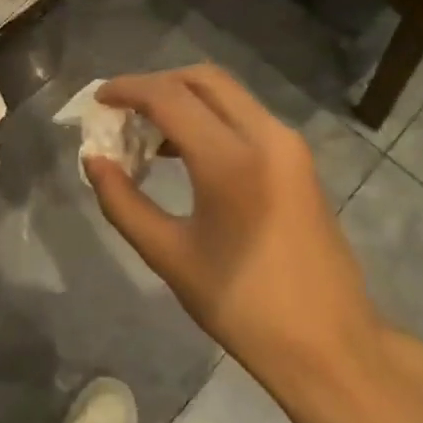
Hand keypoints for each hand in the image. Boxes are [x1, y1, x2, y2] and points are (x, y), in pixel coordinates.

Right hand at [85, 65, 384, 381]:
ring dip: (184, 101)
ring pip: (228, 95)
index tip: (97, 100)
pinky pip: (246, 118)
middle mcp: (267, 136)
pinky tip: (183, 153)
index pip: (169, 97)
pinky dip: (209, 119)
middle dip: (156, 85)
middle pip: (203, 79)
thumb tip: (93, 160)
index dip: (127, 90)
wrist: (328, 344)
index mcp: (231, 160)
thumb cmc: (241, 305)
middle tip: (122, 113)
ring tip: (145, 137)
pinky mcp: (299, 161)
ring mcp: (290, 146)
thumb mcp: (168, 255)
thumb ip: (122, 202)